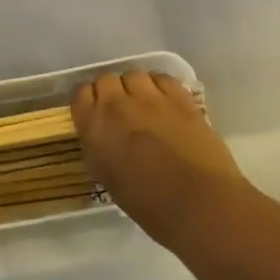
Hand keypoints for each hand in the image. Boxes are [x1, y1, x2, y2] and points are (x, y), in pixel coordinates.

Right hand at [72, 71, 249, 255]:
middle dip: (111, 92)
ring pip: (134, 75)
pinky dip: (160, 86)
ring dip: (135, 87)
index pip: (81, 95)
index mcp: (94, 127)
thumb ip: (99, 149)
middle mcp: (117, 105)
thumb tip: (102, 138)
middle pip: (106, 79)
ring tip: (144, 105)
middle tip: (121, 111)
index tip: (96, 114)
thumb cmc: (148, 204)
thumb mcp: (107, 178)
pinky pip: (163, 78)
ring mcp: (150, 98)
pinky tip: (165, 102)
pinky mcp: (180, 99)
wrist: (198, 204)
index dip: (90, 103)